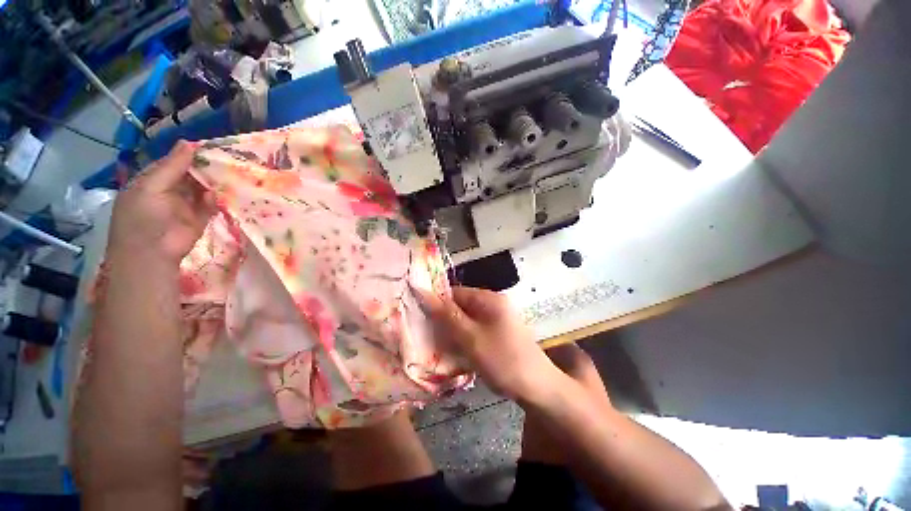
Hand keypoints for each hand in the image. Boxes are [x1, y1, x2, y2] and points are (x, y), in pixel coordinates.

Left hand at [108, 141, 215, 264]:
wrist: (152, 253)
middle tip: (224, 158)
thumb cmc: (143, 217)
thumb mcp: (152, 186)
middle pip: (190, 175)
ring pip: (202, 189)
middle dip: (204, 168)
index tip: (208, 147)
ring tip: (229, 173)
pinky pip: (210, 205)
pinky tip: (217, 195)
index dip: (188, 154)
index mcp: (152, 181)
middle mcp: (169, 191)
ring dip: (212, 183)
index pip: (172, 163)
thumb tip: (189, 143)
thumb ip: (172, 166)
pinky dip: (214, 200)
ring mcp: (185, 205)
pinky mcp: (199, 218)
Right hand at [418, 286, 559, 400]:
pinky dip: (463, 337)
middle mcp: (494, 304)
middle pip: (461, 305)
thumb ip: (447, 315)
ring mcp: (497, 319)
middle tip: (427, 335)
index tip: (419, 318)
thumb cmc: (503, 360)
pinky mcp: (498, 333)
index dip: (436, 302)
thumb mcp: (471, 337)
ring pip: (466, 319)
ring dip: (452, 330)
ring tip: (438, 345)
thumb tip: (423, 292)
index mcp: (489, 299)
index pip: (455, 292)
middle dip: (444, 319)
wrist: (537, 388)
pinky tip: (455, 351)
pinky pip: (474, 329)